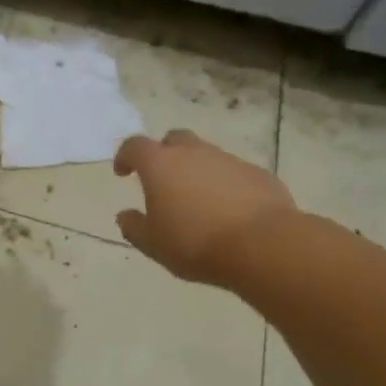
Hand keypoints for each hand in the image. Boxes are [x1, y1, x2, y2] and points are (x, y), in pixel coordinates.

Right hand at [113, 130, 297, 285]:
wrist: (262, 245)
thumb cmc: (195, 243)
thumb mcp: (153, 244)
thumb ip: (134, 227)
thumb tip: (125, 216)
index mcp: (161, 165)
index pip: (135, 146)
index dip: (125, 156)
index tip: (123, 172)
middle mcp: (194, 153)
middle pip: (174, 139)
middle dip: (164, 154)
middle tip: (163, 180)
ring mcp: (229, 160)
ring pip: (206, 155)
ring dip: (197, 170)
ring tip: (197, 201)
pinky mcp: (258, 174)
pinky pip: (233, 173)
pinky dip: (225, 185)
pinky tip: (228, 210)